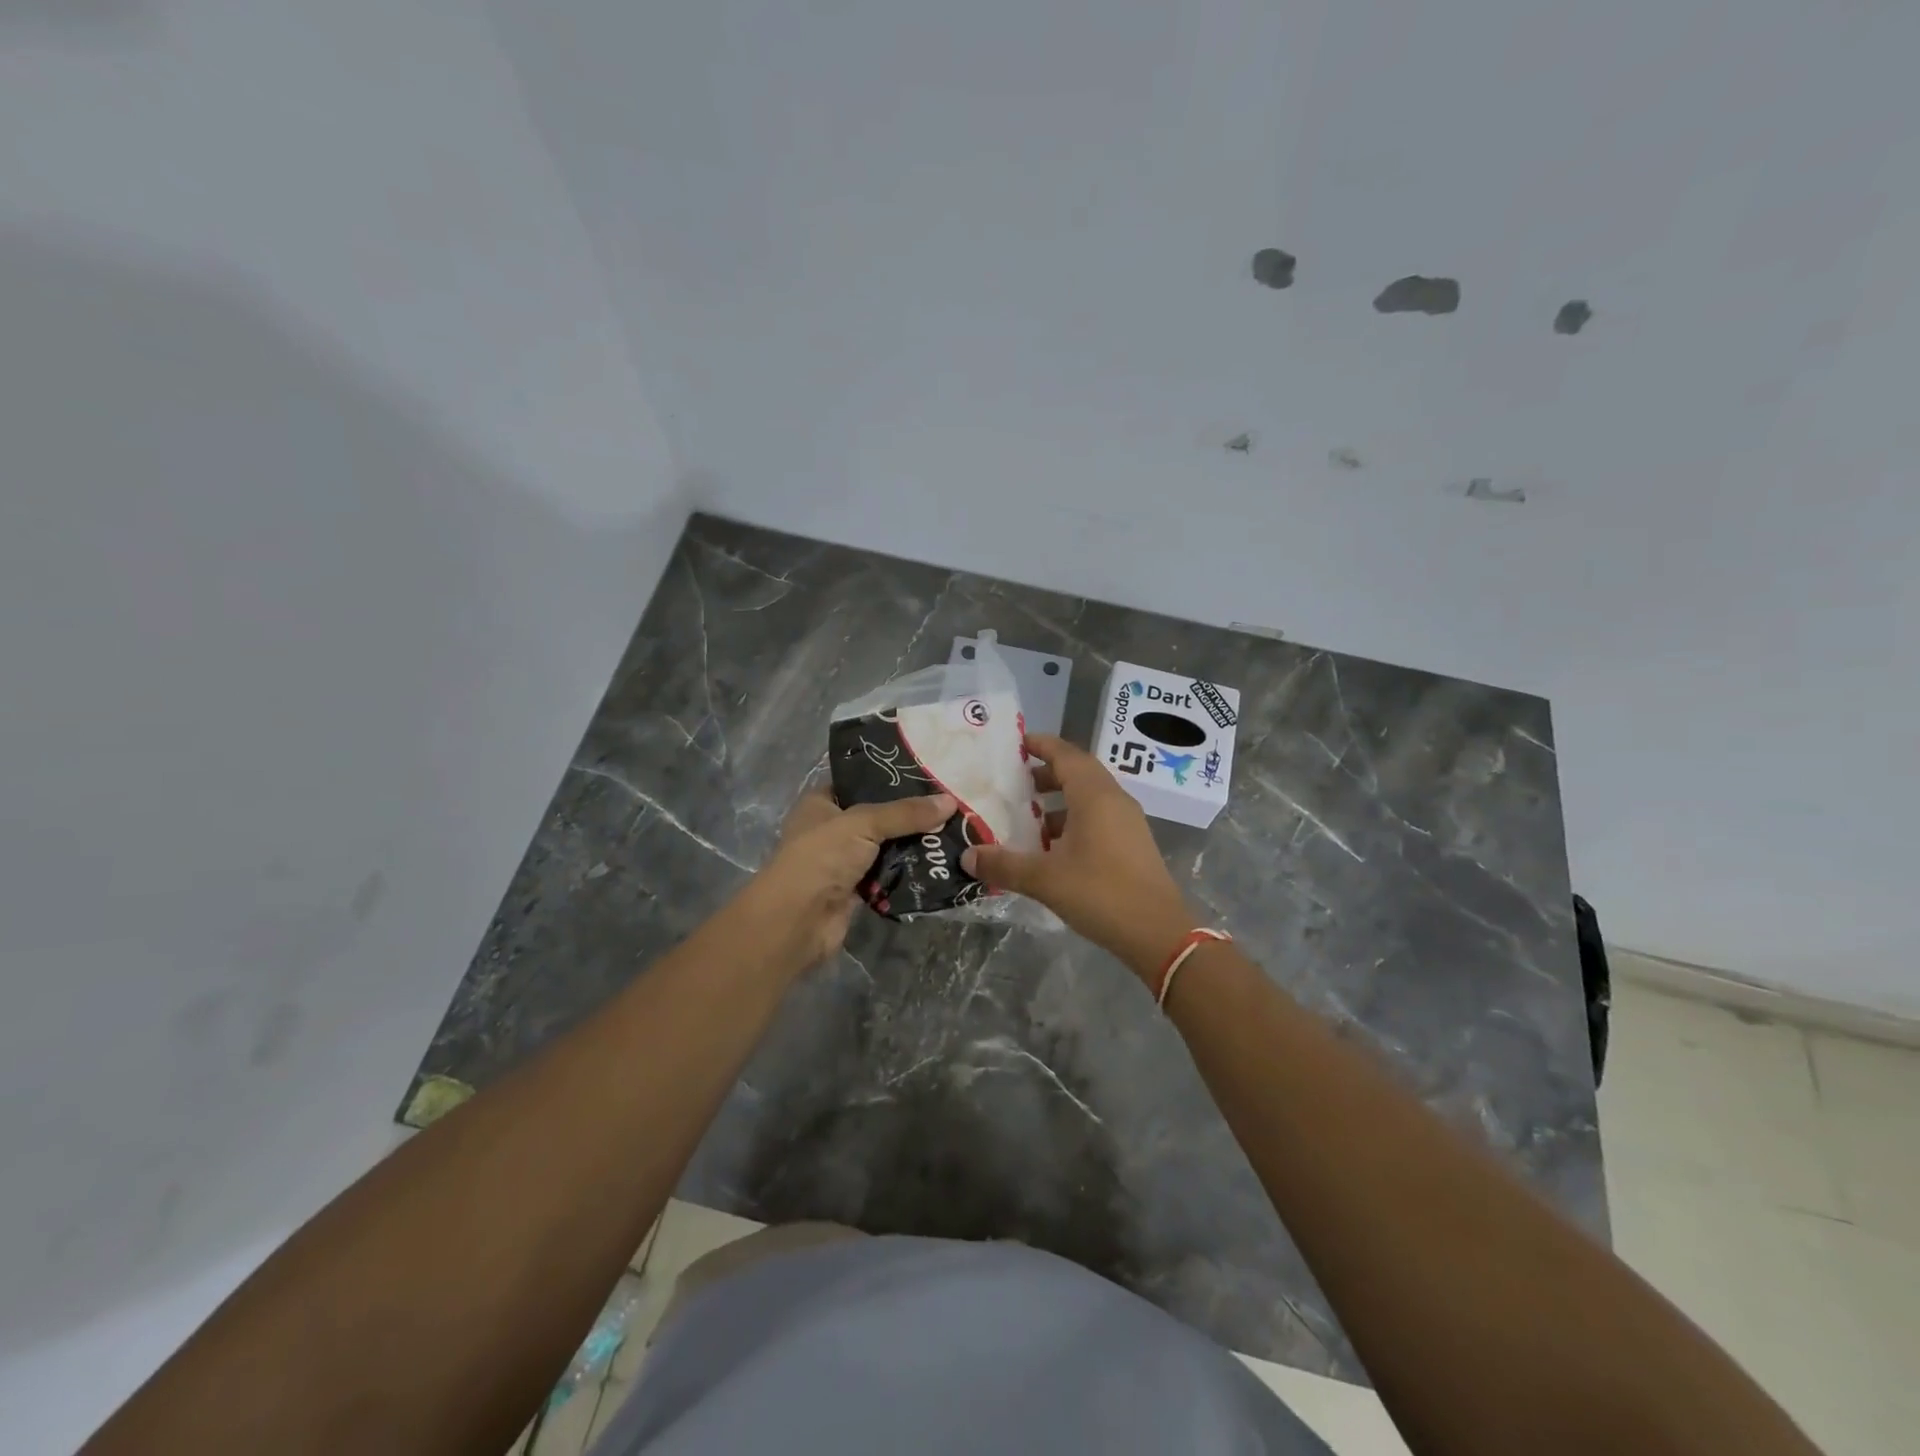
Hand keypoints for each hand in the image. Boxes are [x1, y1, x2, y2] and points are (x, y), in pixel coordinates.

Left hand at [746, 789, 955, 967]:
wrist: (798, 921)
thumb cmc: (821, 857)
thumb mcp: (864, 823)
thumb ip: (905, 813)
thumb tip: (951, 801)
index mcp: (821, 804)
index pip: (858, 783)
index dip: (889, 780)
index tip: (926, 777)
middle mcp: (830, 831)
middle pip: (877, 818)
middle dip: (909, 816)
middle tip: (948, 807)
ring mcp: (843, 863)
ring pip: (885, 849)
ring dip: (912, 847)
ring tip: (952, 834)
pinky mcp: (856, 892)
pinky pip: (888, 878)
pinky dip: (907, 875)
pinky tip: (938, 865)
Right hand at [962, 733, 1192, 980]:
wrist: (1158, 933)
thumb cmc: (1101, 894)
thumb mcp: (1044, 880)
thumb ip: (1004, 865)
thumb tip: (967, 856)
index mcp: (1094, 796)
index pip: (1066, 754)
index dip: (1041, 745)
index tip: (1016, 744)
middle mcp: (1114, 800)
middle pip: (1079, 772)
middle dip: (1047, 773)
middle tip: (1016, 782)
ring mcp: (1128, 822)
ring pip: (1090, 797)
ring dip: (1060, 801)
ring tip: (1029, 819)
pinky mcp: (1133, 844)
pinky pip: (1099, 817)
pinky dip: (1074, 820)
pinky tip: (1053, 849)